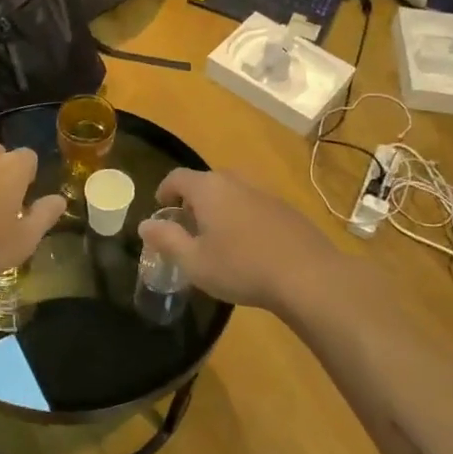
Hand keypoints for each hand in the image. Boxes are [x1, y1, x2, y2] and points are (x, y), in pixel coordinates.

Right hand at [137, 169, 341, 316]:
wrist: (307, 276)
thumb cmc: (241, 267)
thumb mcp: (194, 261)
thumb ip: (167, 239)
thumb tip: (145, 224)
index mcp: (209, 188)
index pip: (177, 177)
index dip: (164, 191)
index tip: (161, 209)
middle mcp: (236, 182)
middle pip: (206, 182)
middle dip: (193, 200)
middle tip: (187, 226)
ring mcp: (265, 193)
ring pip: (233, 193)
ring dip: (220, 209)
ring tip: (217, 238)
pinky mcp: (286, 210)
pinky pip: (254, 206)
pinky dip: (243, 218)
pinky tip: (248, 247)